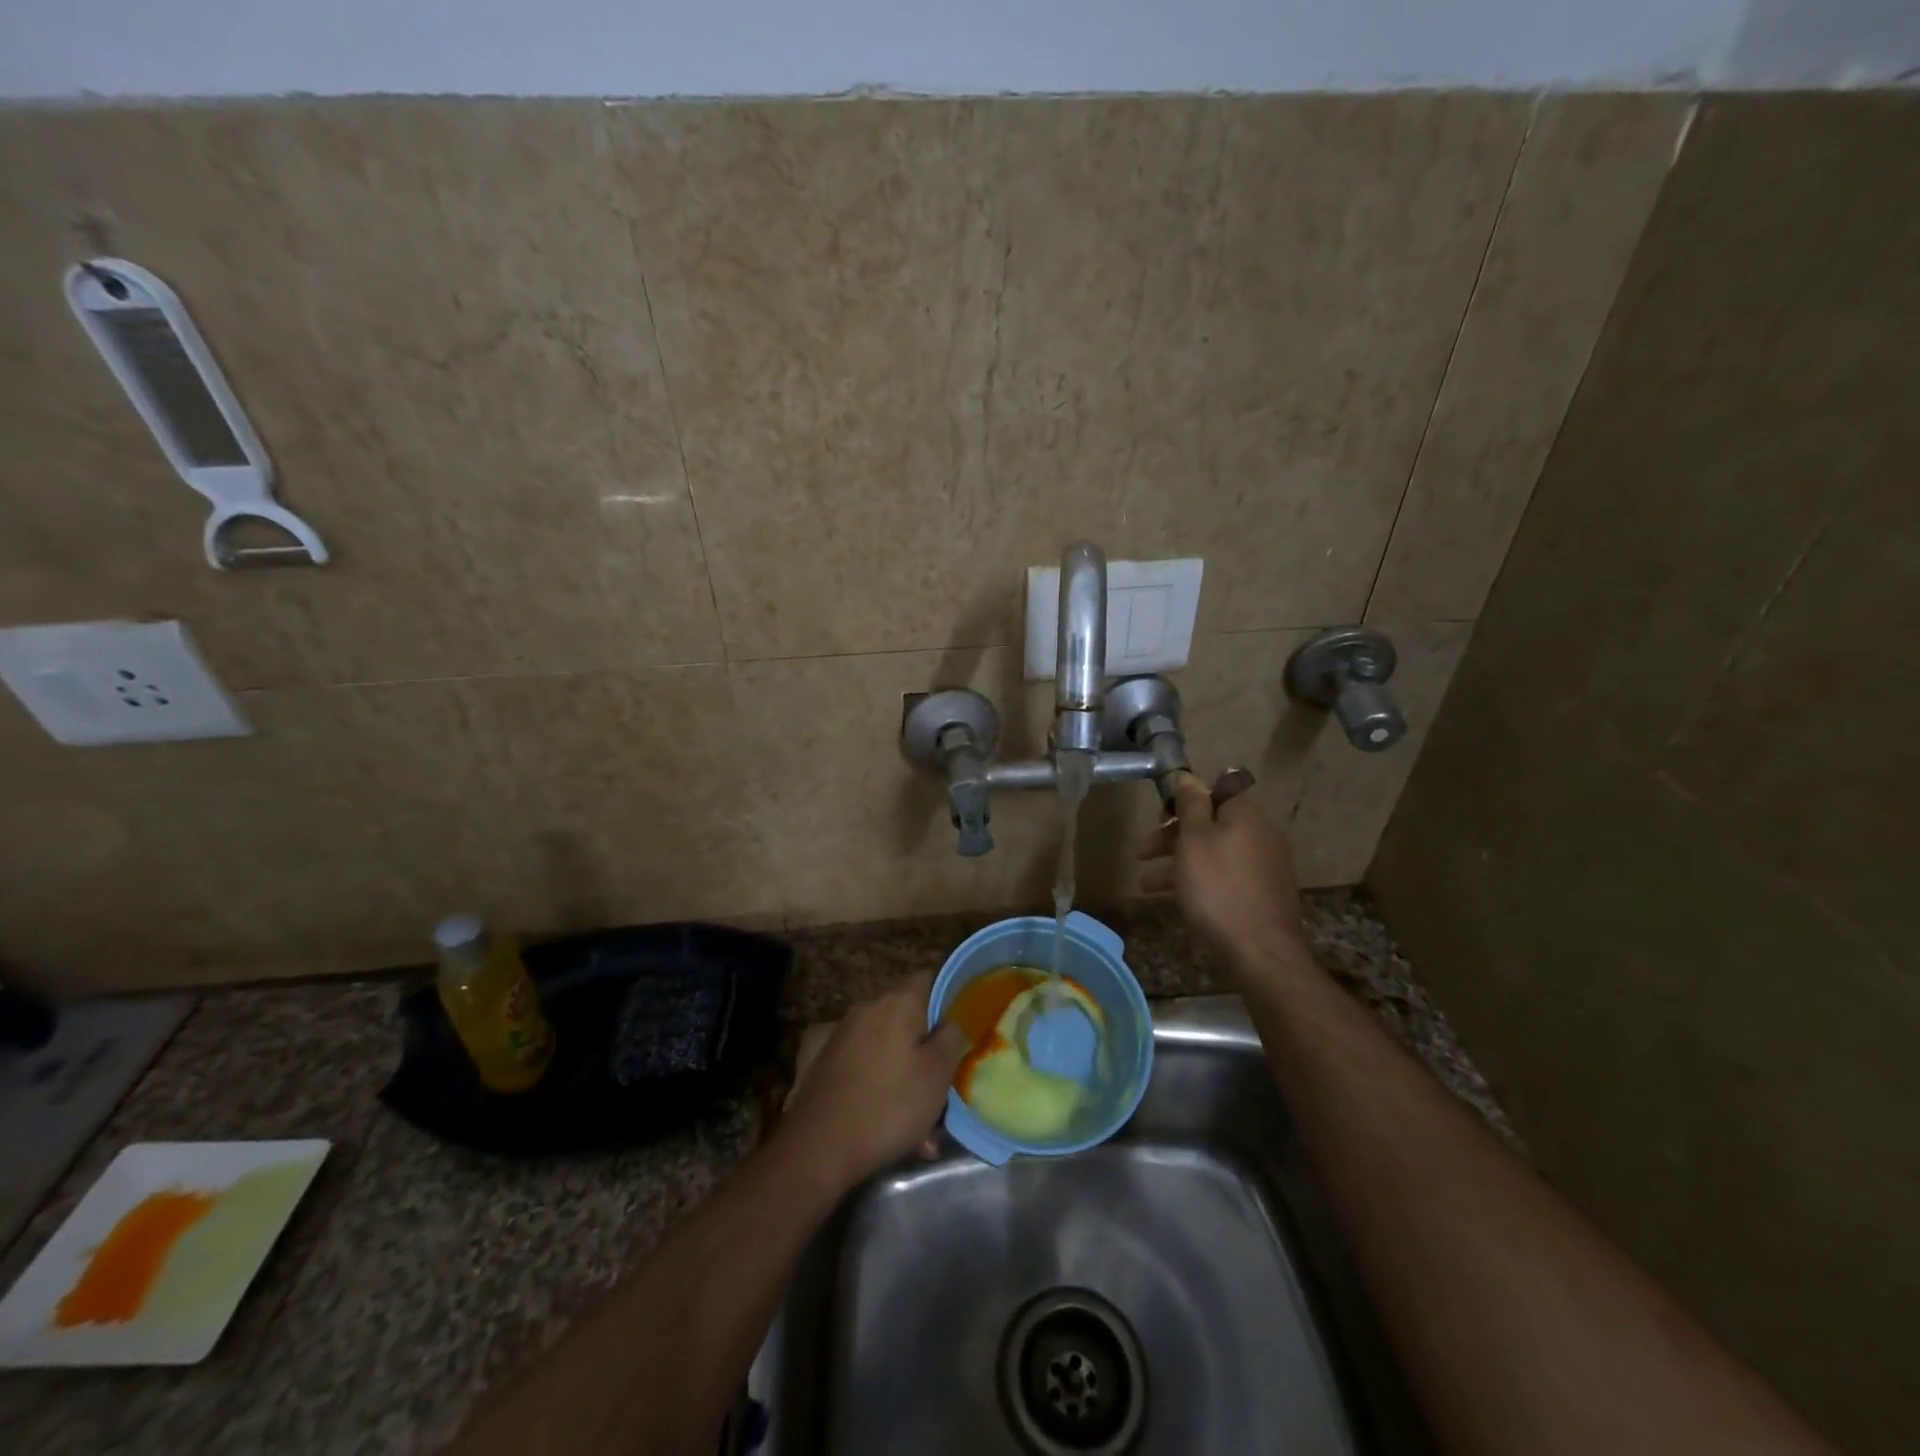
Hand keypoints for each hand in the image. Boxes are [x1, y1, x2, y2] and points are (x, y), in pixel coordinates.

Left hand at [776, 972, 969, 1195]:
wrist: (819, 1145)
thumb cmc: (889, 1104)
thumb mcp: (937, 1074)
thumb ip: (950, 1039)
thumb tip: (949, 1022)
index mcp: (898, 1003)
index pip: (928, 978)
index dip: (947, 997)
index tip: (960, 1027)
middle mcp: (868, 1009)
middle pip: (908, 1018)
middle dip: (926, 1048)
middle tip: (943, 1085)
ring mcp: (844, 1035)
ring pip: (889, 1049)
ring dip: (906, 1077)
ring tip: (922, 1125)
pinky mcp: (828, 1063)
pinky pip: (868, 1068)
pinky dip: (882, 1089)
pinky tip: (892, 1128)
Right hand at [1137, 770, 1309, 961]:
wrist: (1260, 951)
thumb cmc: (1217, 888)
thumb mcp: (1194, 839)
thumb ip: (1190, 804)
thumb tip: (1187, 775)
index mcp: (1245, 816)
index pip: (1212, 794)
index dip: (1181, 803)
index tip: (1157, 818)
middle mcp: (1260, 835)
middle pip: (1210, 825)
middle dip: (1172, 837)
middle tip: (1142, 852)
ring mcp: (1264, 867)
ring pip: (1213, 854)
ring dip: (1178, 864)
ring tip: (1146, 885)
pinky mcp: (1261, 895)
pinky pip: (1223, 878)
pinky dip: (1198, 882)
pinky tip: (1177, 900)